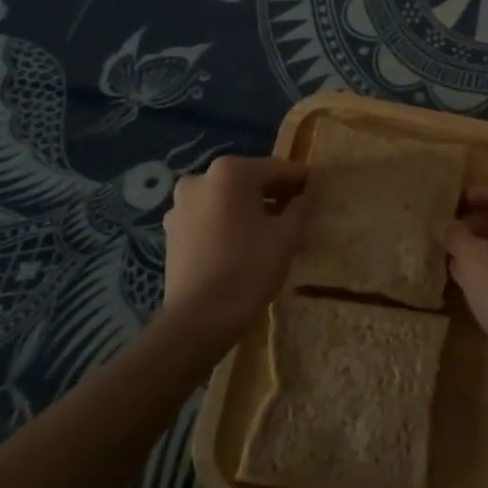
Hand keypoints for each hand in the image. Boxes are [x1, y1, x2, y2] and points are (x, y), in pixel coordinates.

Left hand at [160, 155, 308, 342]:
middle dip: (273, 193)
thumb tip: (303, 195)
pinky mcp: (172, 230)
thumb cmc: (249, 269)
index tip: (316, 188)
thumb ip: (299, 207)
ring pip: (226, 198)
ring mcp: (180, 204)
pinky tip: (242, 243)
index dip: (299, 179)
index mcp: (230, 172)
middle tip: (296, 211)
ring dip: (248, 208)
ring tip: (269, 230)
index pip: (276, 168)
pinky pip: (209, 216)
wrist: (199, 319)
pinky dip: (227, 222)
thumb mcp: (287, 236)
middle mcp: (200, 179)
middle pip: (248, 180)